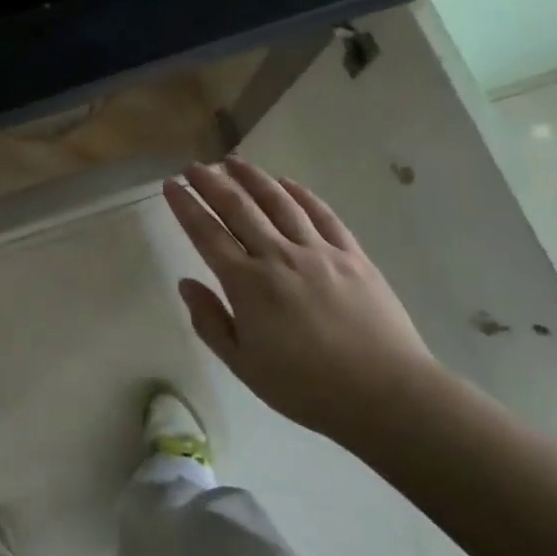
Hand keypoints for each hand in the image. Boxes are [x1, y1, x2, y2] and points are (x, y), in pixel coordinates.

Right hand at [163, 157, 440, 446]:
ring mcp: (318, 251)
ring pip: (279, 202)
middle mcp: (278, 257)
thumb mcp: (243, 365)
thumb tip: (186, 283)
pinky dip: (301, 194)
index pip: (207, 235)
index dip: (186, 207)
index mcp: (247, 284)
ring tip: (234, 161)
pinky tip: (287, 183)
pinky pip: (322, 215)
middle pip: (239, 208)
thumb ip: (210, 322)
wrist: (385, 394)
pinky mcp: (352, 255)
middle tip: (194, 165)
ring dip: (253, 178)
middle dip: (212, 183)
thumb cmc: (306, 388)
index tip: (171, 185)